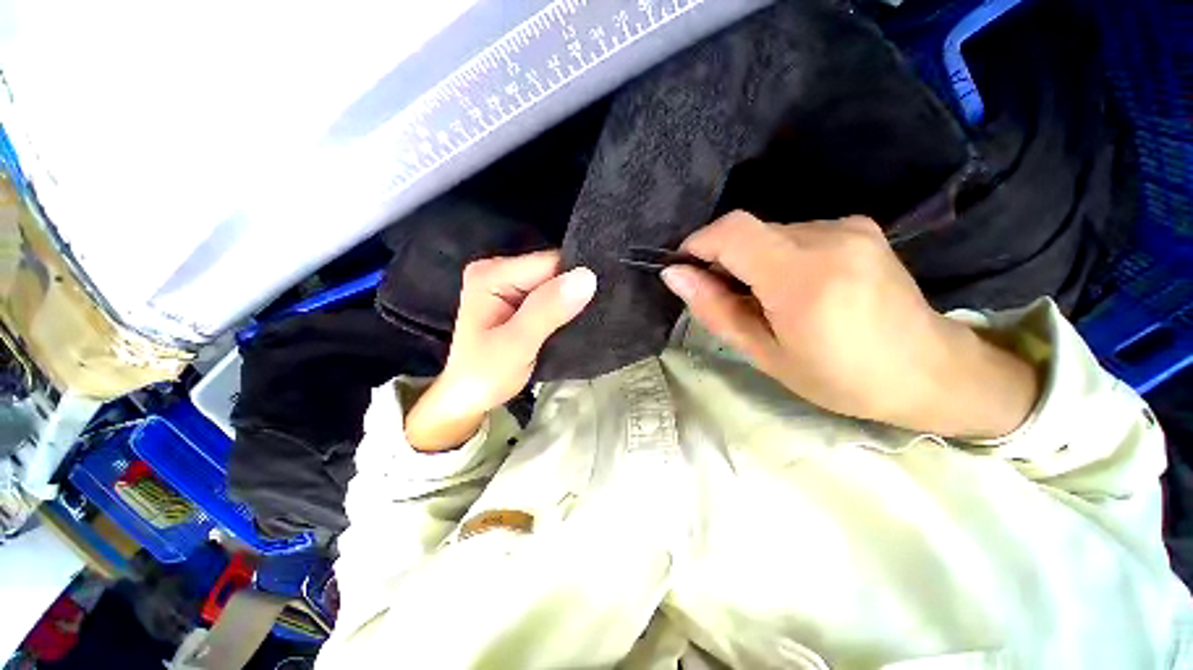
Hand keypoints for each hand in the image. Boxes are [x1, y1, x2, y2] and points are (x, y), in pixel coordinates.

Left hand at [405, 251, 595, 451]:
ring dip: (571, 301)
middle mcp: (499, 270)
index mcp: (492, 274)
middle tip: (591, 316)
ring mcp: (508, 283)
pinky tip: (574, 320)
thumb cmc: (486, 375)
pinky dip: (564, 308)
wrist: (469, 398)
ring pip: (555, 283)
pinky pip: (551, 295)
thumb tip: (586, 277)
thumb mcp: (517, 344)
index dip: (575, 281)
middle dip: (574, 291)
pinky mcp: (517, 298)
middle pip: (553, 270)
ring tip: (586, 320)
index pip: (550, 263)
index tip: (596, 302)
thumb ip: (548, 310)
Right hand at [661, 211, 1038, 438]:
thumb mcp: (765, 354)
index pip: (732, 232)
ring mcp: (848, 226)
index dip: (698, 244)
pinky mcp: (858, 226)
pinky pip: (794, 234)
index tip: (685, 270)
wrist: (929, 370)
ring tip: (765, 300)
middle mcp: (828, 237)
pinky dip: (776, 256)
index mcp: (803, 277)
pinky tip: (792, 287)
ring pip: (769, 233)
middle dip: (723, 259)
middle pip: (748, 230)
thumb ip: (716, 310)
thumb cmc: (840, 378)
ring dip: (750, 260)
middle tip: (726, 298)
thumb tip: (674, 275)